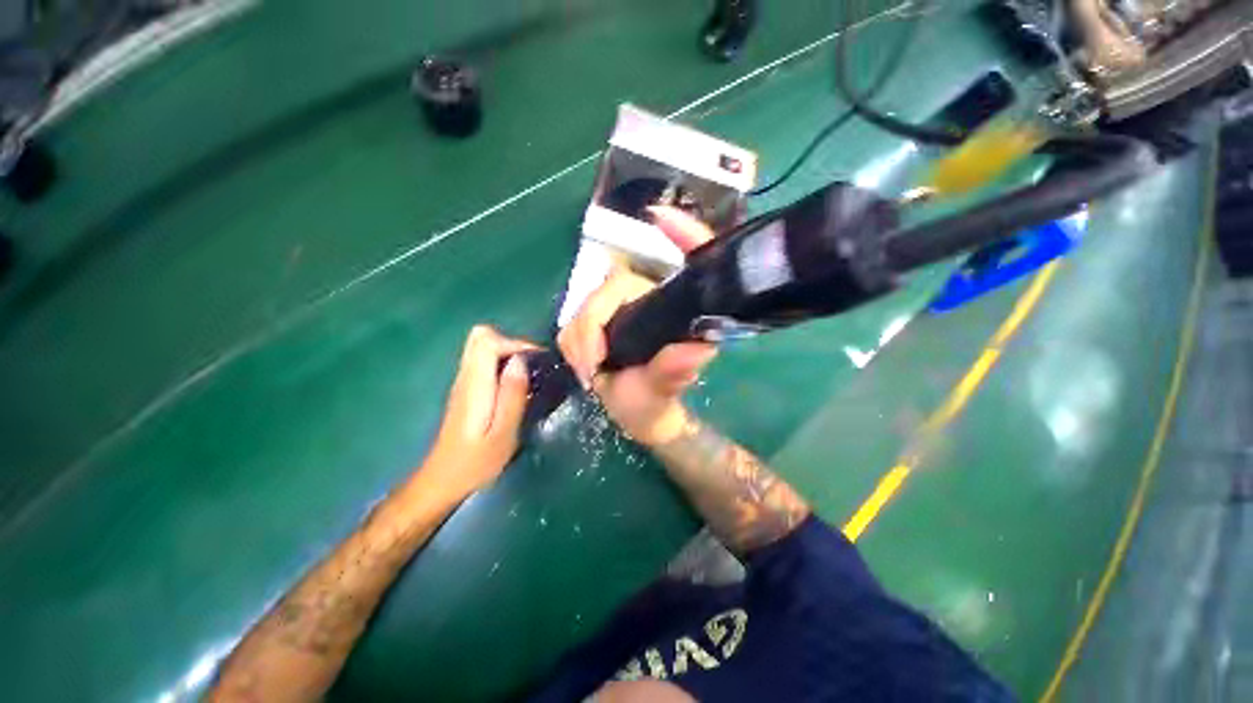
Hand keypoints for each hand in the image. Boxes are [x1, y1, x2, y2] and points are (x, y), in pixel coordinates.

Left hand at [419, 325, 535, 499]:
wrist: (443, 480)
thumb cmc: (476, 462)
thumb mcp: (504, 433)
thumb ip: (512, 394)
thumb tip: (520, 361)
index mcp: (475, 385)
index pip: (488, 341)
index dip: (516, 343)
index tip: (538, 359)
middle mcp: (465, 377)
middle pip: (480, 337)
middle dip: (511, 343)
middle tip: (532, 364)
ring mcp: (463, 382)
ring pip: (481, 346)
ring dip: (508, 352)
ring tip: (529, 374)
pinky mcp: (467, 389)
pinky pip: (483, 361)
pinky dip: (502, 362)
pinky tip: (515, 384)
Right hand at [558, 207, 718, 445]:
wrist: (635, 414)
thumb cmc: (652, 403)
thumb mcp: (659, 393)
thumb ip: (673, 373)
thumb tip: (699, 349)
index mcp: (675, 311)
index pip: (687, 262)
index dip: (683, 234)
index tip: (659, 217)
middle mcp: (650, 300)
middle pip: (613, 286)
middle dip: (593, 324)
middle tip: (592, 365)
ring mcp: (624, 307)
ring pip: (587, 302)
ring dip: (580, 339)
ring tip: (589, 371)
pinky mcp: (603, 317)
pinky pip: (575, 317)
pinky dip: (574, 341)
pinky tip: (584, 363)